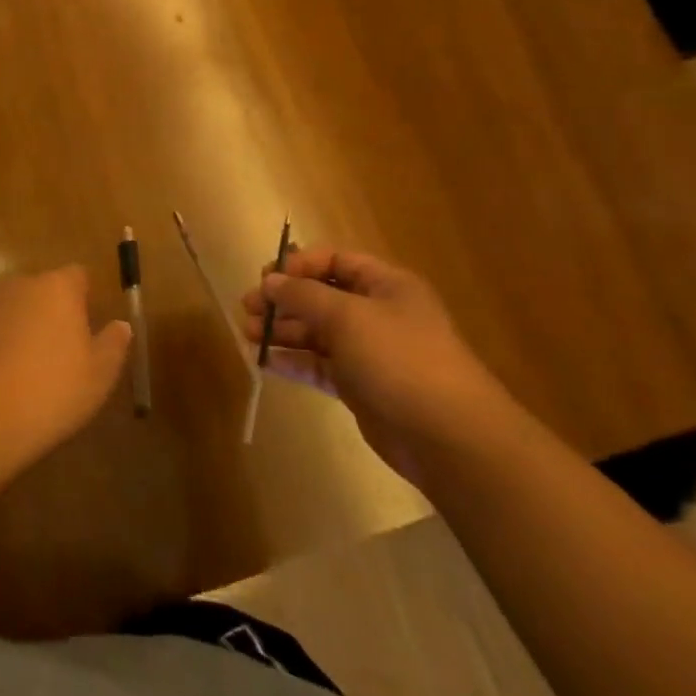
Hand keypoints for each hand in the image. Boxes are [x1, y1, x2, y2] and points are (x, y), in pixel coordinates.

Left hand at [0, 266, 132, 460]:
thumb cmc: (50, 391)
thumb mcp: (98, 375)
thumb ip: (113, 344)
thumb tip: (121, 325)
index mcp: (57, 288)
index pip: (77, 276)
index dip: (83, 298)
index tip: (86, 329)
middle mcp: (18, 284)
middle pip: (41, 290)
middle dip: (50, 313)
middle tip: (58, 355)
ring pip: (11, 308)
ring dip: (20, 327)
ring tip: (25, 370)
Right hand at [240, 247, 516, 479]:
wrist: (447, 435)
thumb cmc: (398, 358)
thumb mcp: (347, 316)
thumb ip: (303, 295)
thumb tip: (270, 281)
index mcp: (385, 285)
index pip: (335, 260)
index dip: (299, 265)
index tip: (266, 278)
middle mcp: (377, 313)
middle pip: (321, 296)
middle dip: (283, 300)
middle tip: (248, 308)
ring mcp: (368, 351)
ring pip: (316, 332)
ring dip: (282, 330)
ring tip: (248, 334)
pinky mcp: (359, 386)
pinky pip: (319, 365)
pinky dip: (294, 361)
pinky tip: (266, 361)